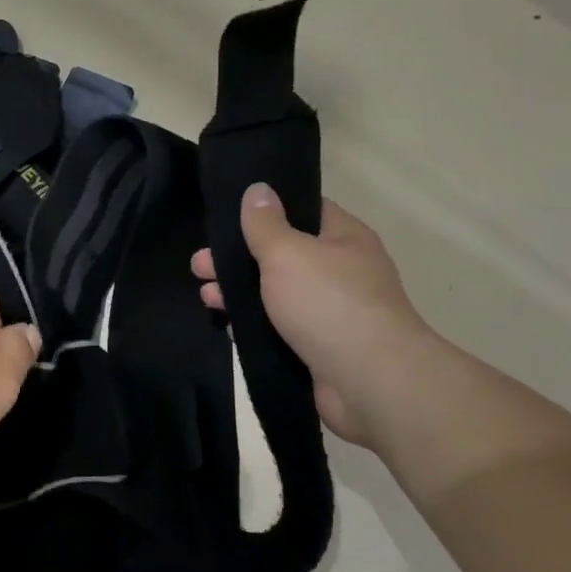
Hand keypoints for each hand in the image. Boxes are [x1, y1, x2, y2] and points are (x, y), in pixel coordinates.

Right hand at [192, 185, 433, 445]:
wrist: (371, 383)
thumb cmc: (328, 303)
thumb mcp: (287, 252)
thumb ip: (265, 222)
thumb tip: (258, 188)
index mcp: (343, 238)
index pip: (302, 210)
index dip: (264, 209)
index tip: (226, 216)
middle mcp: (342, 271)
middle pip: (282, 254)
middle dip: (238, 257)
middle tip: (199, 264)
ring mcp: (333, 312)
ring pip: (277, 293)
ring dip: (240, 292)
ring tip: (206, 296)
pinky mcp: (321, 348)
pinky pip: (280, 328)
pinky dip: (254, 325)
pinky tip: (226, 324)